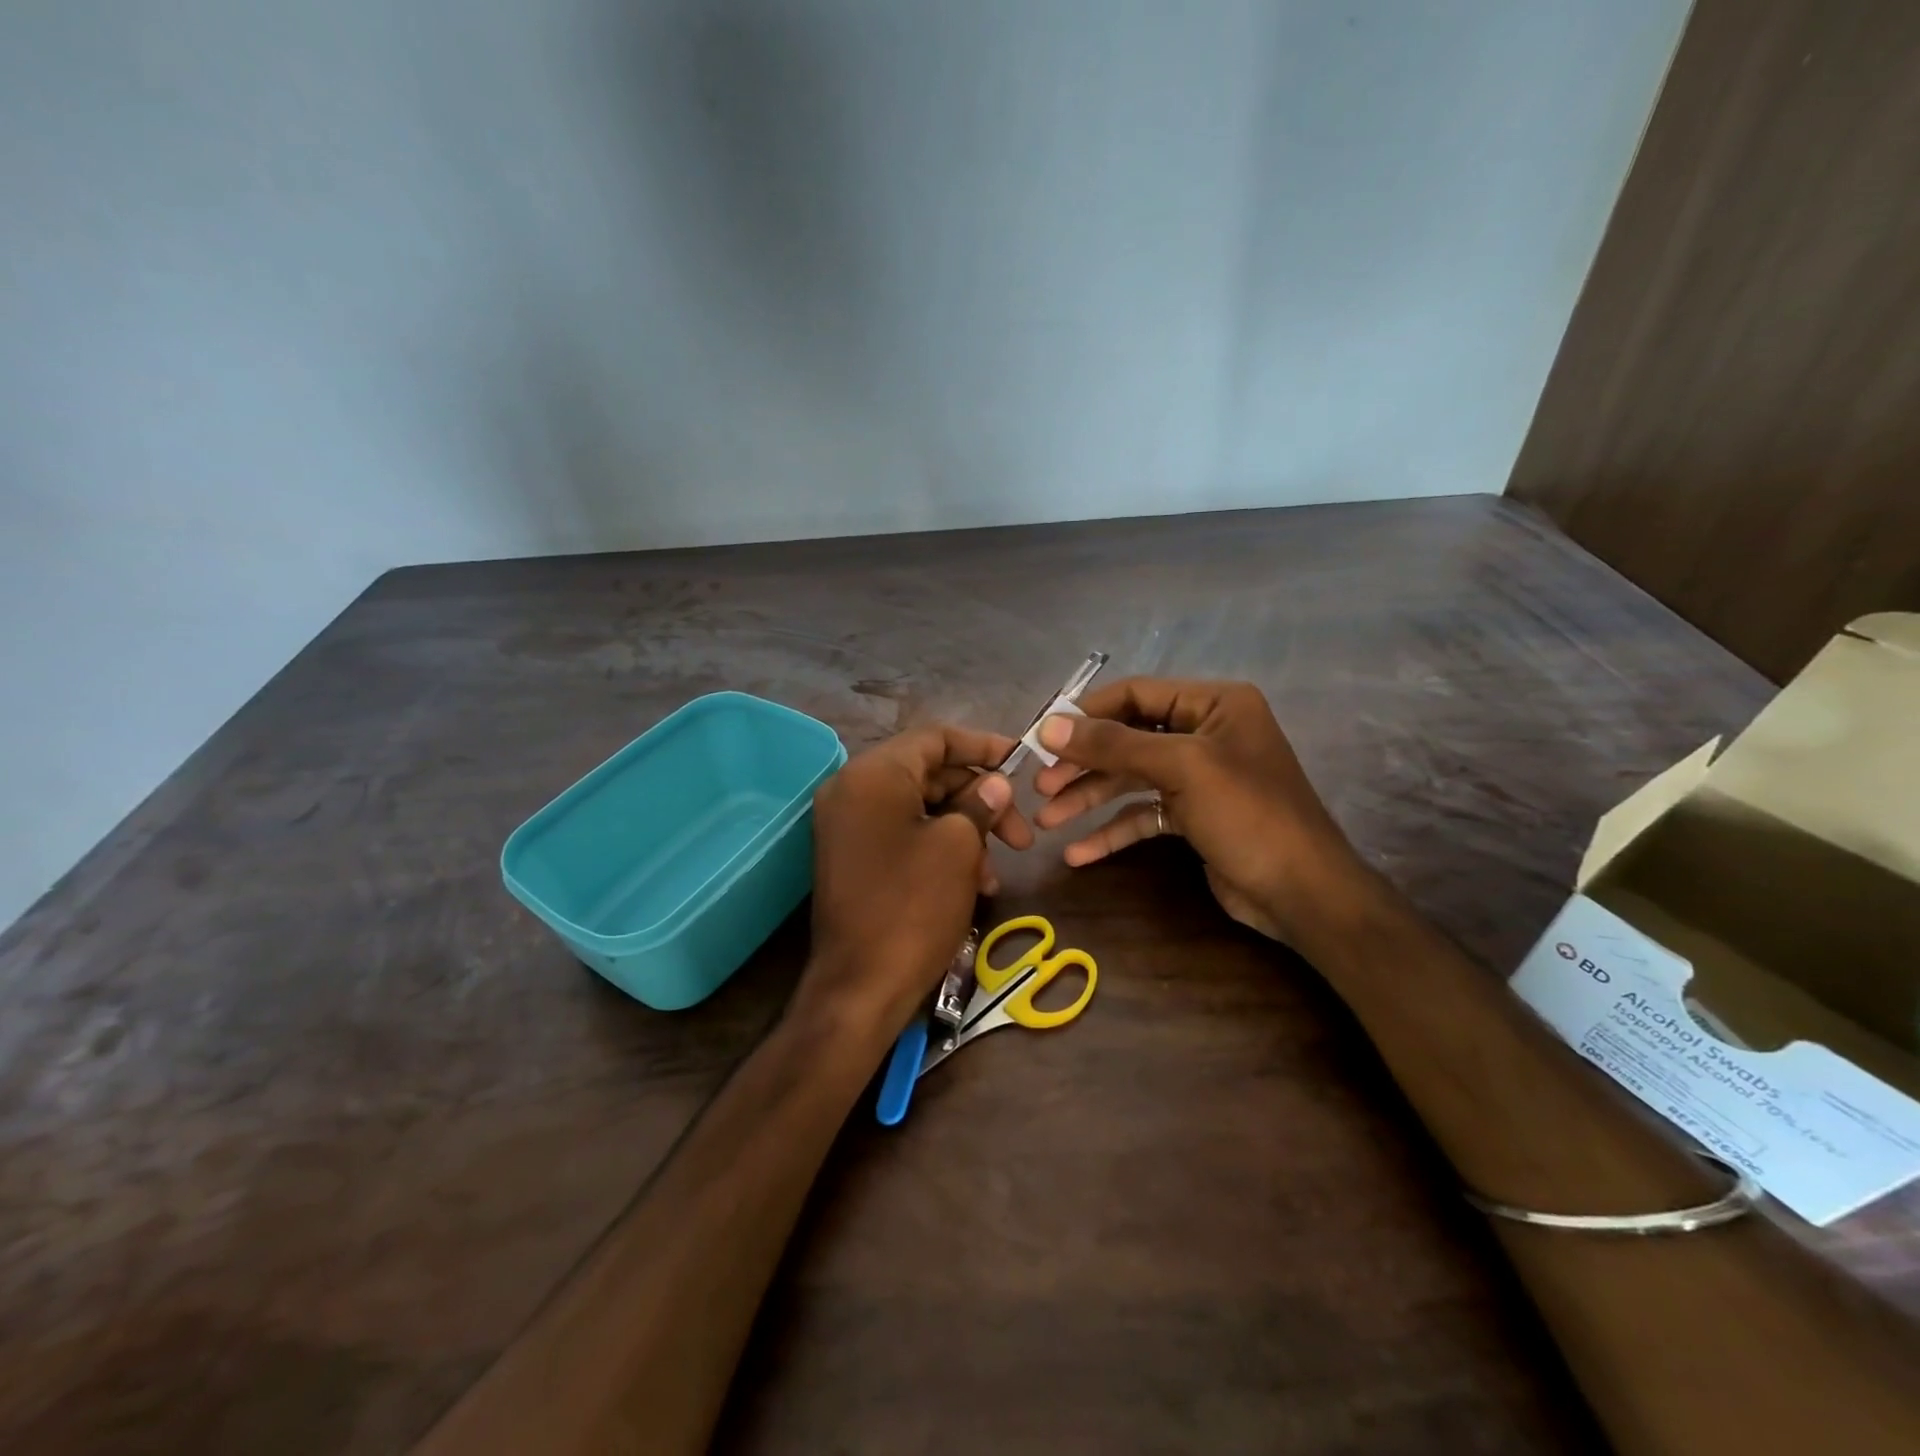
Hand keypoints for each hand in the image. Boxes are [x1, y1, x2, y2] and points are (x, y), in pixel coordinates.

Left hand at [799, 725, 1032, 1040]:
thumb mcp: (958, 847)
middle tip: (1021, 834)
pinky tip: (973, 882)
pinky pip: (903, 835)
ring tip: (997, 871)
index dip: (983, 746)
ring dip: (965, 831)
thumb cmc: (912, 907)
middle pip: (929, 775)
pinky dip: (940, 849)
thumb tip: (995, 784)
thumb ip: (979, 804)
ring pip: (921, 809)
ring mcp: (848, 826)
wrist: (860, 988)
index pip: (934, 738)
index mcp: (873, 774)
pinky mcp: (853, 857)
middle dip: (980, 800)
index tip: (1021, 762)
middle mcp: (853, 790)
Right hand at [1032, 679, 1365, 946]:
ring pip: (1131, 779)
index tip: (1041, 737)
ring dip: (1089, 799)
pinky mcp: (1194, 817)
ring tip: (1046, 822)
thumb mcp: (1181, 768)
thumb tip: (1049, 727)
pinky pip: (1144, 814)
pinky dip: (1112, 831)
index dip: (1087, 714)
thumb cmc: (1248, 814)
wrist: (1304, 893)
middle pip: (1128, 739)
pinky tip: (1078, 853)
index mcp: (1213, 704)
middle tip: (1040, 786)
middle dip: (1083, 764)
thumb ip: (1114, 744)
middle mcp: (1205, 733)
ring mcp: (1199, 777)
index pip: (1136, 694)